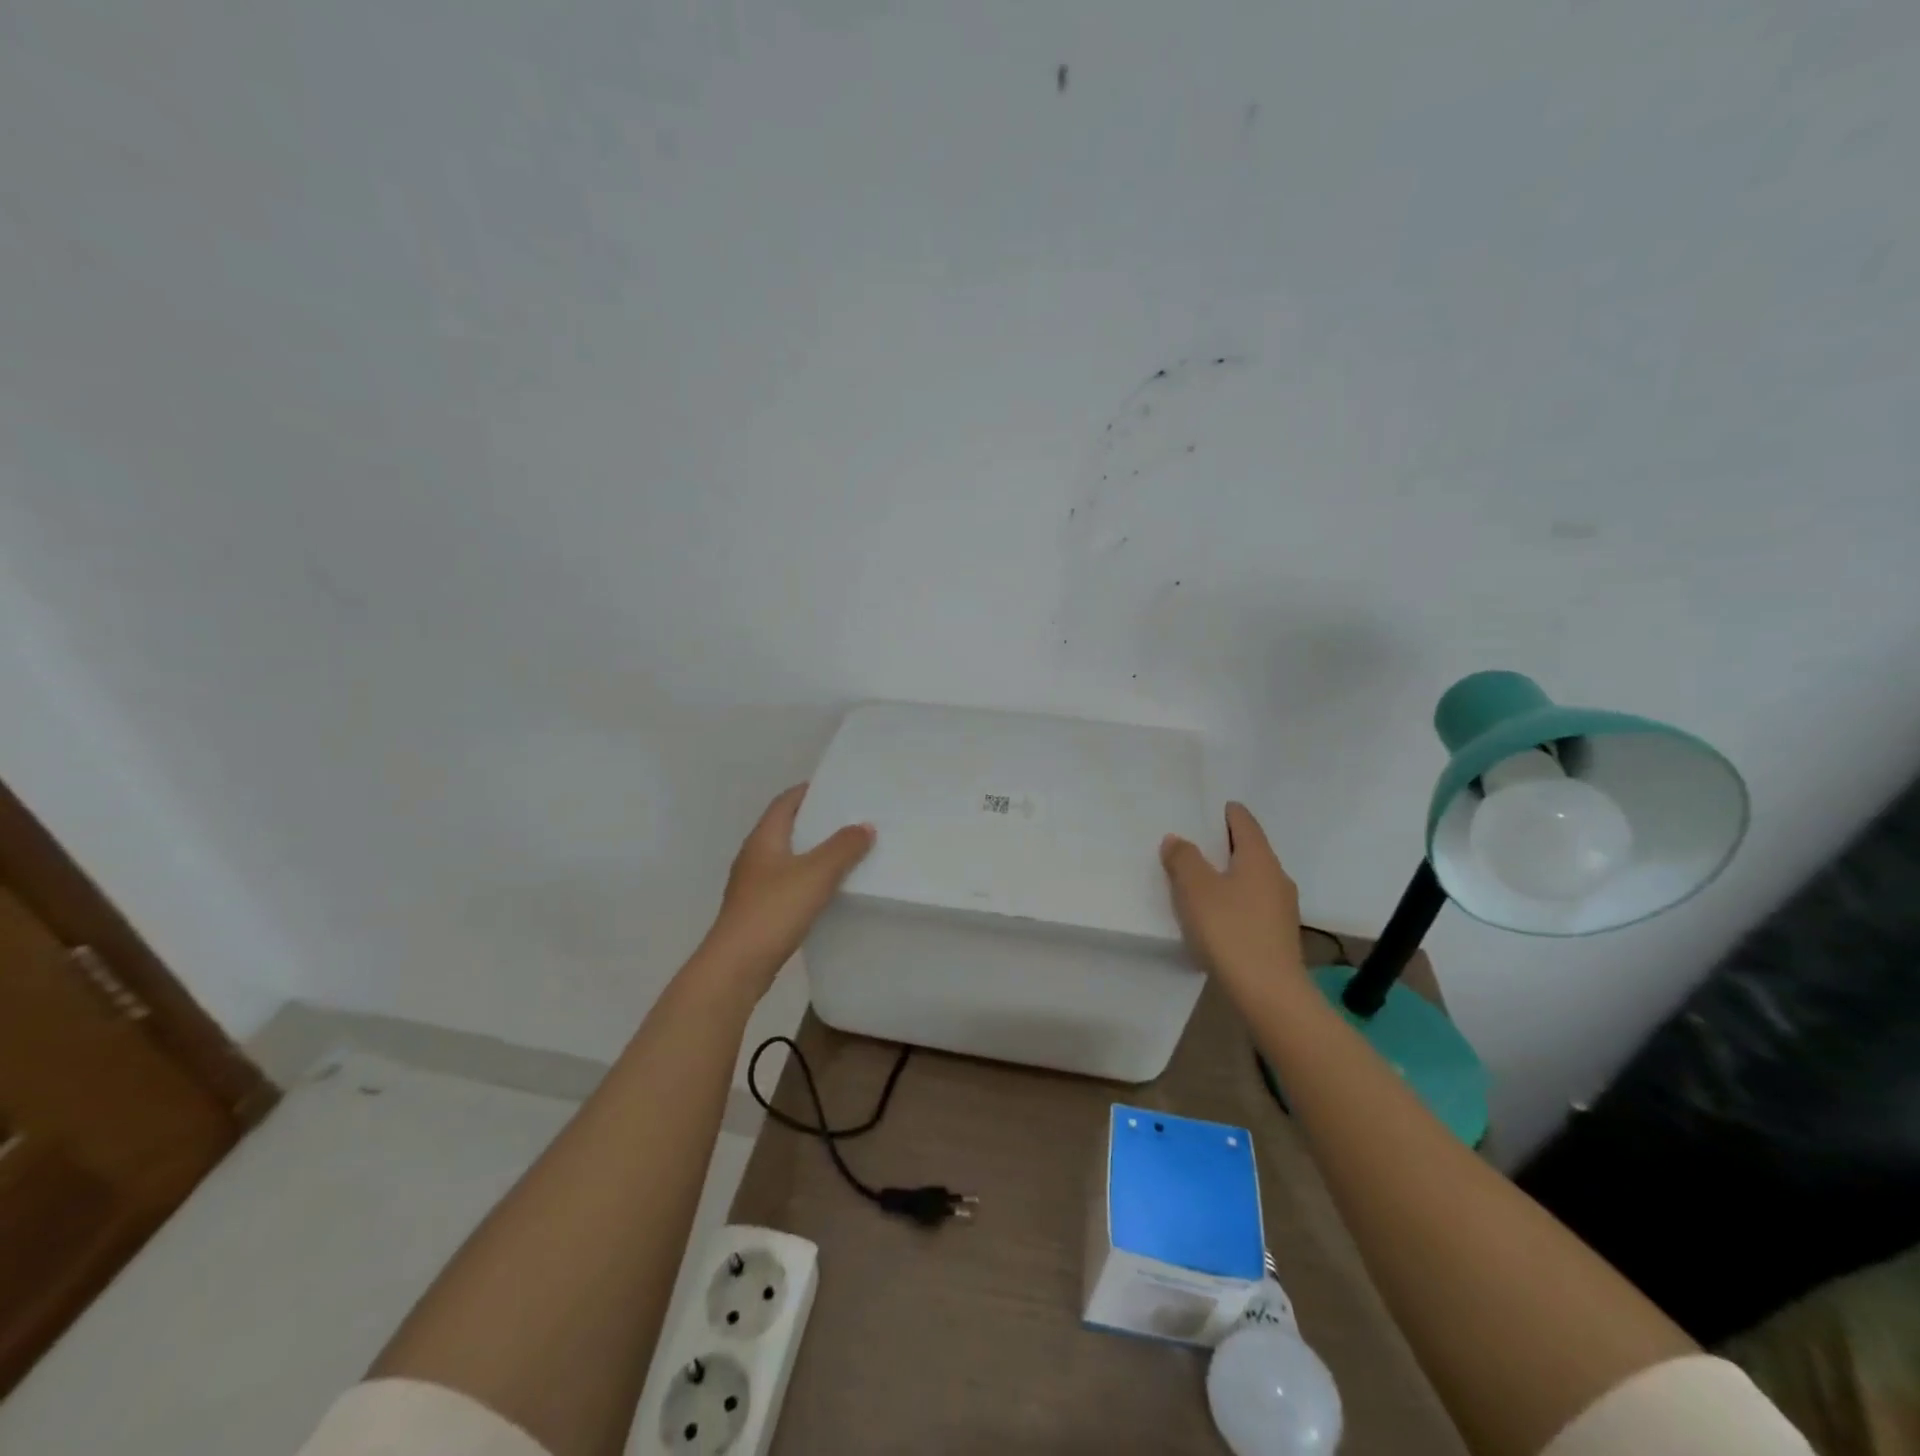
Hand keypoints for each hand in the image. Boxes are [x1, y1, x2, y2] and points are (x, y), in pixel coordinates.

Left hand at [700, 784, 874, 987]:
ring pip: (789, 858)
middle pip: (787, 828)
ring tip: (848, 851)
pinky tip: (830, 889)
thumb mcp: (816, 874)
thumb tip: (864, 826)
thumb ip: (843, 847)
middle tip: (852, 819)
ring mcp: (754, 885)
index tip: (839, 788)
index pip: (786, 802)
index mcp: (763, 839)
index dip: (809, 791)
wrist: (736, 966)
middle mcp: (755, 856)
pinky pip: (789, 883)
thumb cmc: (774, 910)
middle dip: (817, 822)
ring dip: (815, 852)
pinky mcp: (759, 910)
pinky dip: (809, 879)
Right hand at [1160, 803, 1304, 983]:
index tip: (1215, 807)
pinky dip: (1235, 899)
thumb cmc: (1230, 929)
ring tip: (1201, 879)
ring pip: (1252, 879)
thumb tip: (1177, 840)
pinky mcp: (1278, 935)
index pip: (1245, 823)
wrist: (1268, 992)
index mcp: (1259, 858)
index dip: (1229, 812)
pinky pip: (1253, 904)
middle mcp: (1277, 877)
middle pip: (1250, 850)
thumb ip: (1183, 859)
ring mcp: (1282, 908)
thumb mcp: (1195, 889)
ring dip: (1229, 875)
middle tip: (1198, 842)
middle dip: (1226, 845)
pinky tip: (1216, 914)